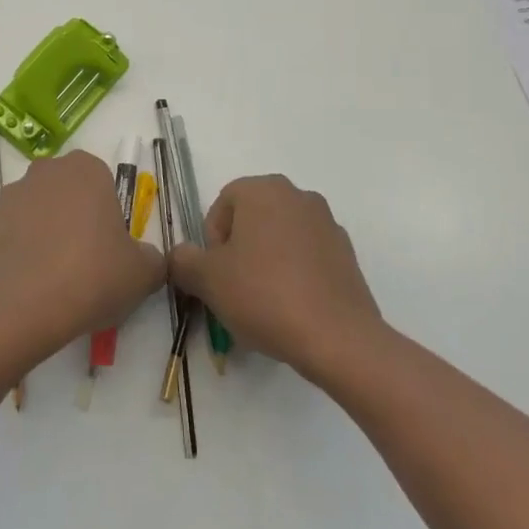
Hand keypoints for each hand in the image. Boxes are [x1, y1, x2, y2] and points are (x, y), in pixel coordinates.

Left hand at [0, 150, 166, 356]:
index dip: (108, 217)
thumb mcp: (142, 273)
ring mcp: (11, 194)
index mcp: (86, 170)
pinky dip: (21, 252)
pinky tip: (30, 285)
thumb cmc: (91, 276)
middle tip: (86, 265)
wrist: (21, 305)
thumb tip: (146, 259)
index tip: (110, 250)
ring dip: (47, 235)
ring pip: (38, 212)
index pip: (103, 183)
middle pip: (68, 194)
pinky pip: (13, 234)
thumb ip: (151, 259)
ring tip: (55, 281)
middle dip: (76, 221)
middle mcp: (46, 171)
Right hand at [169, 175, 385, 385]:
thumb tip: (181, 255)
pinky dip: (295, 275)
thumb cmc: (264, 295)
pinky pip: (307, 258)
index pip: (222, 206)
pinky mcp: (347, 255)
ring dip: (266, 263)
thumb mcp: (207, 279)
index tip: (216, 275)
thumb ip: (183, 260)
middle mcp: (297, 196)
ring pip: (280, 239)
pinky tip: (292, 310)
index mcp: (262, 189)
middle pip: (252, 220)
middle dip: (239, 252)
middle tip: (235, 290)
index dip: (211, 243)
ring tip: (264, 305)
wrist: (338, 339)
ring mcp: (327, 224)